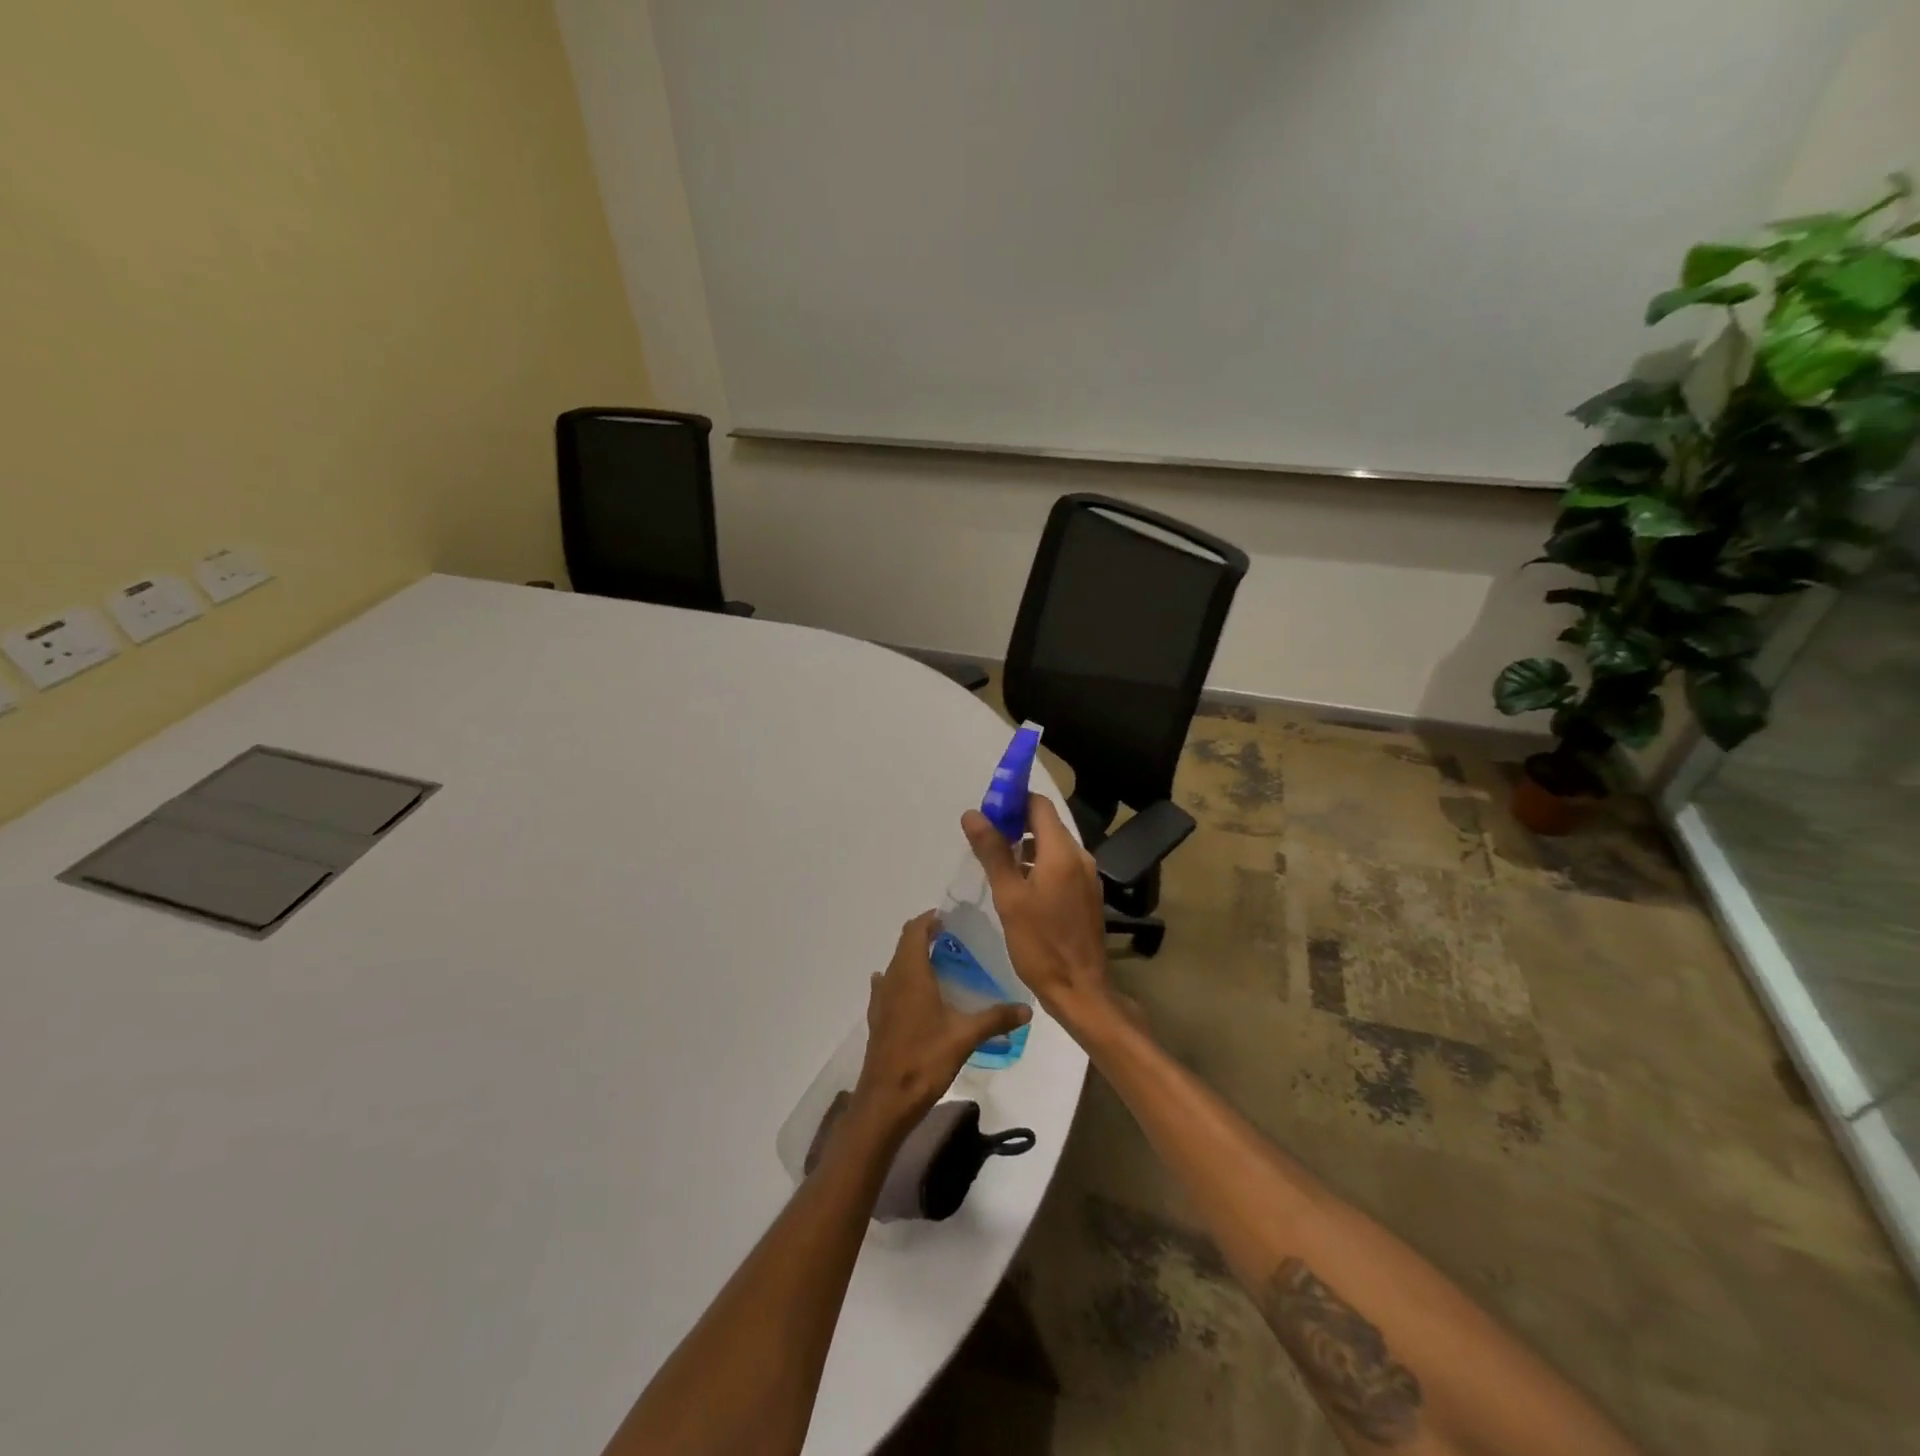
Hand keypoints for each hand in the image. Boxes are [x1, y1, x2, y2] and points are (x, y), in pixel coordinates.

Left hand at [852, 911, 1031, 1135]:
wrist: (886, 1101)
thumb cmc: (924, 1060)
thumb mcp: (965, 1037)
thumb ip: (996, 1018)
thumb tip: (1027, 1009)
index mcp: (911, 974)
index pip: (914, 930)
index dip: (929, 919)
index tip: (949, 918)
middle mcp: (892, 980)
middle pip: (904, 945)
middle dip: (924, 937)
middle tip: (953, 941)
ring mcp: (881, 1001)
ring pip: (895, 967)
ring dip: (913, 960)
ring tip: (940, 967)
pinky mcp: (877, 1021)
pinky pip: (889, 988)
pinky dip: (902, 982)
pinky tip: (917, 997)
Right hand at [962, 795, 1112, 1028]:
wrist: (1081, 990)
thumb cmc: (1040, 944)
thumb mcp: (1009, 897)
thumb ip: (993, 852)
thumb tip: (973, 814)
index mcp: (1062, 852)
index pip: (1039, 805)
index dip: (1013, 800)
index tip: (987, 810)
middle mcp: (1080, 856)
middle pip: (1047, 823)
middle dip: (1016, 823)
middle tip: (985, 837)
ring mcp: (1087, 876)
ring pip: (1053, 845)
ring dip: (1027, 845)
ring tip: (997, 860)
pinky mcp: (1087, 894)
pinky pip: (1061, 865)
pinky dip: (1040, 864)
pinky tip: (1019, 884)